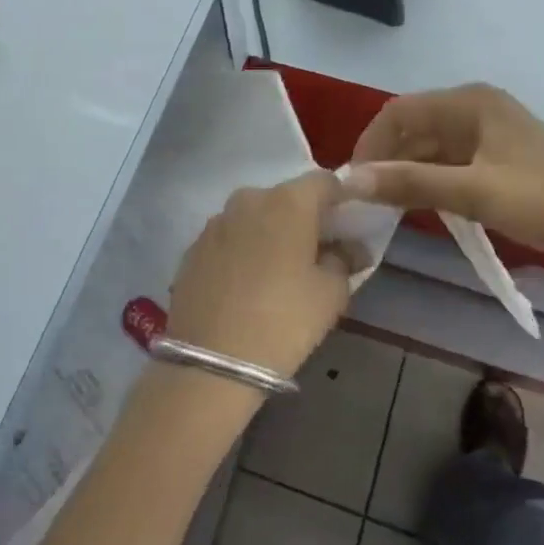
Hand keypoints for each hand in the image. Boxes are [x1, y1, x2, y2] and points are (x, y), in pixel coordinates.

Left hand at [166, 172, 355, 380]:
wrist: (211, 361)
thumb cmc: (284, 320)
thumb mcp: (331, 294)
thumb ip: (345, 260)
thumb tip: (351, 248)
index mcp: (288, 201)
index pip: (324, 182)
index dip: (340, 200)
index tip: (347, 228)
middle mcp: (249, 199)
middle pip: (286, 198)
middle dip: (303, 219)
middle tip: (315, 254)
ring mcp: (215, 222)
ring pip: (254, 217)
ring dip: (270, 234)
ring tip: (277, 273)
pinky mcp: (193, 247)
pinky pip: (229, 239)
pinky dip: (242, 251)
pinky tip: (246, 285)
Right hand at [345, 84, 543, 276]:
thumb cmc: (542, 199)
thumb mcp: (472, 192)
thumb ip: (410, 183)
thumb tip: (349, 180)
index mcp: (469, 102)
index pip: (399, 113)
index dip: (370, 144)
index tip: (353, 182)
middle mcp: (476, 106)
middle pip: (414, 127)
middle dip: (387, 159)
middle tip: (366, 198)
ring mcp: (490, 130)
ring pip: (431, 145)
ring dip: (408, 170)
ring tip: (387, 205)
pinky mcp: (500, 153)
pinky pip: (451, 159)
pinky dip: (431, 178)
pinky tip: (421, 203)